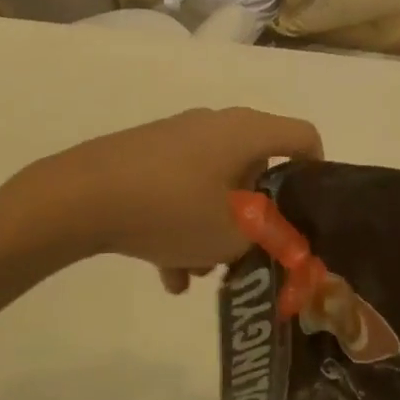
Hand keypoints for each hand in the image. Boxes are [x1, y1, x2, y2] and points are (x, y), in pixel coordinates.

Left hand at [17, 108, 321, 285]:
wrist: (82, 195)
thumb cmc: (172, 208)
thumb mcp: (233, 235)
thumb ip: (269, 238)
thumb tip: (280, 236)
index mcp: (245, 132)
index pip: (302, 137)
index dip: (317, 174)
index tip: (310, 215)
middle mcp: (215, 125)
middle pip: (255, 169)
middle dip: (255, 218)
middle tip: (248, 256)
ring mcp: (177, 139)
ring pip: (215, 186)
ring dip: (215, 230)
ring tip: (199, 274)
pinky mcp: (146, 156)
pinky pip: (180, 190)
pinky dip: (182, 227)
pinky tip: (168, 275)